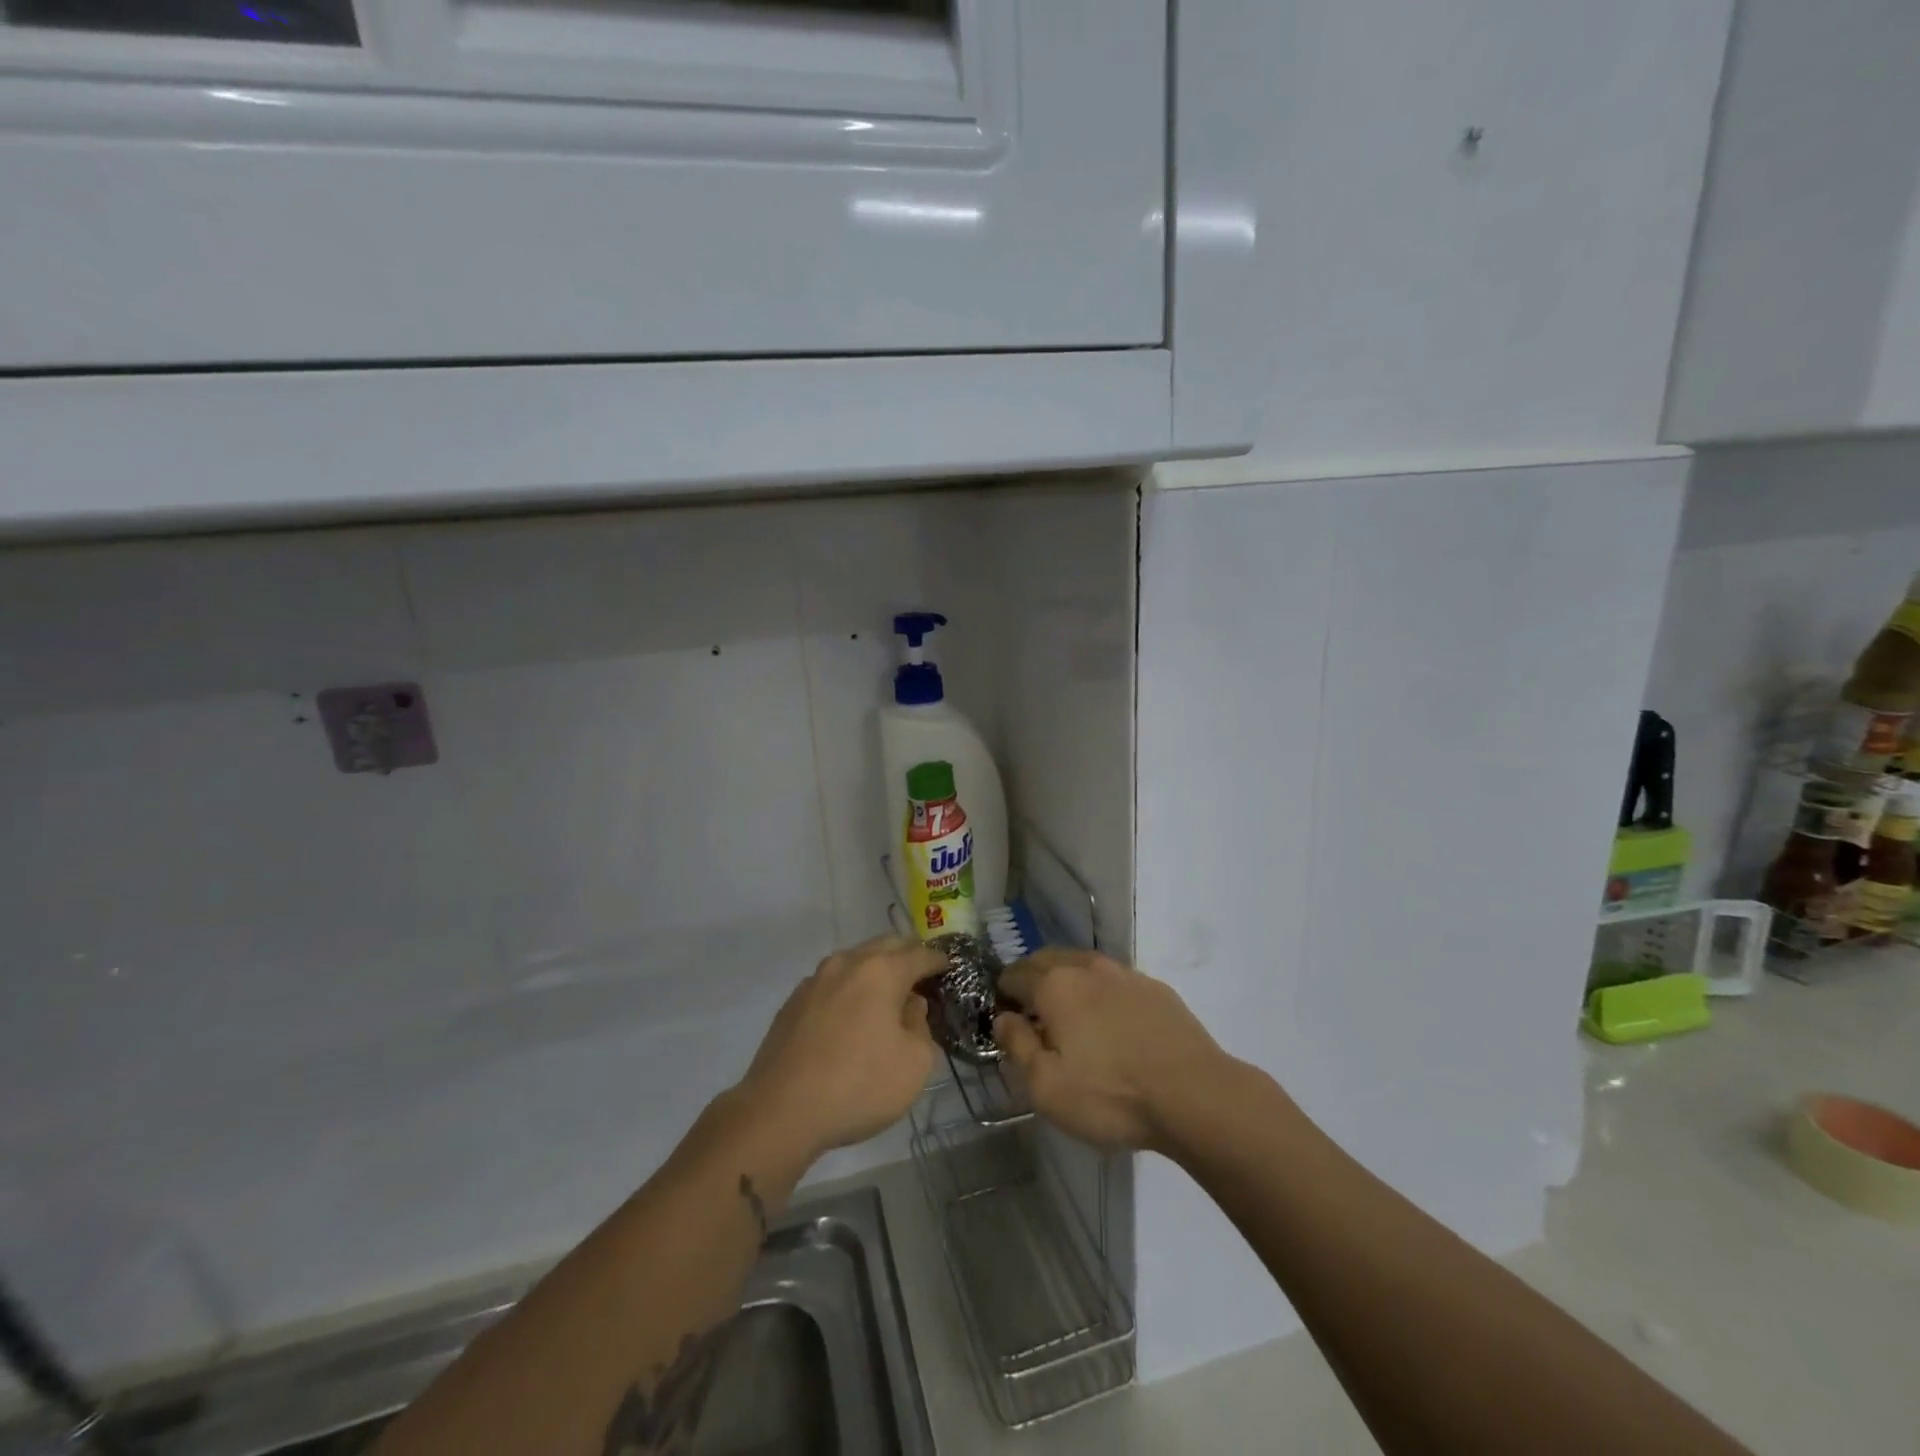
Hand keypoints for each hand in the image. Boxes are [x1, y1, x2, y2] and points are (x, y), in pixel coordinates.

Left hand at [735, 936, 943, 1161]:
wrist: (780, 1111)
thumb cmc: (859, 1084)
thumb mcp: (914, 1063)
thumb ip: (920, 1026)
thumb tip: (909, 1007)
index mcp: (882, 971)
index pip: (919, 954)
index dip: (938, 960)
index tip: (948, 967)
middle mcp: (847, 963)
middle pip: (885, 946)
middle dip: (906, 955)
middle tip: (921, 974)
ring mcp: (815, 980)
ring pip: (854, 961)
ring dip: (874, 970)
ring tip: (886, 994)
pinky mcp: (793, 1003)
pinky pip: (831, 984)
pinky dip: (849, 989)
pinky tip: (850, 1015)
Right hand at [995, 948, 1233, 1153]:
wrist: (1195, 1095)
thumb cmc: (1111, 1095)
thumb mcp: (1047, 1087)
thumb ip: (1017, 1046)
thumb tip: (1003, 1018)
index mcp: (1055, 985)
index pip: (1014, 975)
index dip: (1002, 994)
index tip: (1003, 1018)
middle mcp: (1087, 966)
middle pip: (1046, 960)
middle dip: (1031, 980)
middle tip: (1031, 1015)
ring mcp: (1125, 973)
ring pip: (1082, 966)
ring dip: (1067, 982)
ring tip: (1070, 1018)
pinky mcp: (1155, 987)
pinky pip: (1113, 980)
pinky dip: (1100, 992)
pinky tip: (1110, 1024)